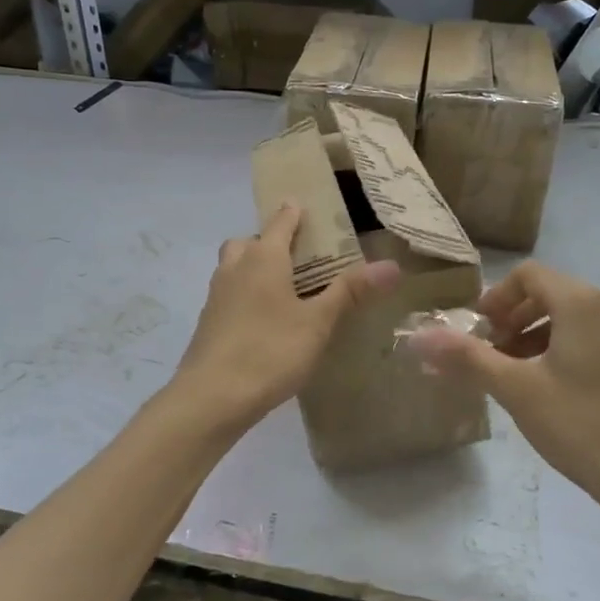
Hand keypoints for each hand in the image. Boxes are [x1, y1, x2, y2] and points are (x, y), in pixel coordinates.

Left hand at [175, 205, 399, 428]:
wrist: (211, 396)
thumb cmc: (270, 351)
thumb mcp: (318, 322)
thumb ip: (350, 292)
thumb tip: (391, 265)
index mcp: (263, 258)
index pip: (280, 222)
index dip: (293, 212)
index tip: (303, 204)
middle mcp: (235, 268)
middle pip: (249, 242)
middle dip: (268, 241)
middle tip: (295, 256)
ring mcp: (216, 295)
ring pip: (234, 267)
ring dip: (252, 267)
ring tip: (282, 288)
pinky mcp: (208, 322)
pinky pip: (228, 294)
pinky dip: (244, 294)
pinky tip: (263, 320)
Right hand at [408, 262, 599, 517]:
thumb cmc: (581, 425)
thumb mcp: (516, 389)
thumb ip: (467, 358)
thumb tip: (419, 338)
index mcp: (581, 303)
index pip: (528, 275)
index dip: (495, 298)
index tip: (475, 332)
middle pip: (547, 294)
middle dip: (510, 318)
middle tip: (488, 354)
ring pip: (566, 318)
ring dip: (531, 335)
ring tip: (510, 375)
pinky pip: (586, 338)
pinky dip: (556, 350)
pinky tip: (544, 389)